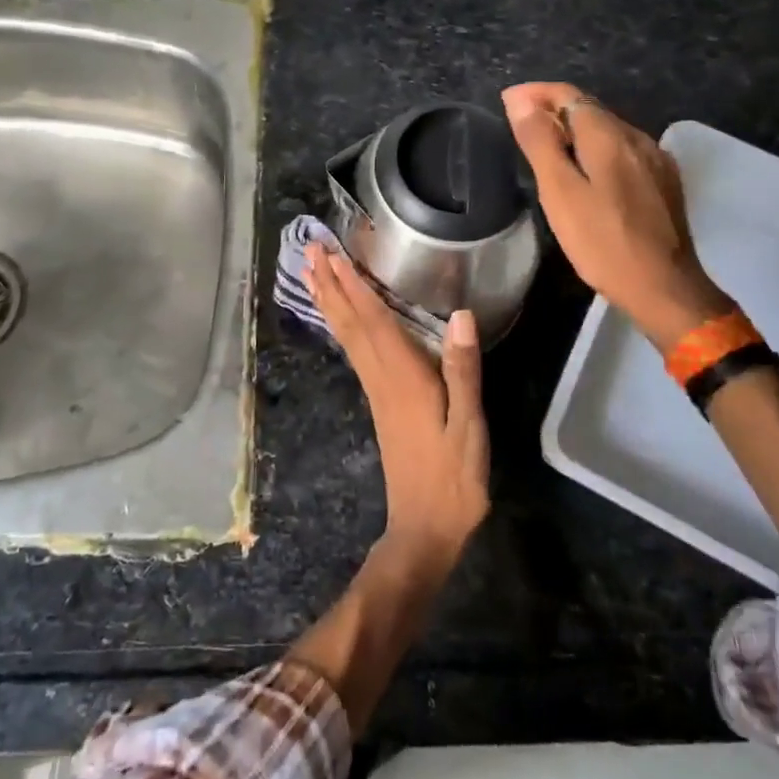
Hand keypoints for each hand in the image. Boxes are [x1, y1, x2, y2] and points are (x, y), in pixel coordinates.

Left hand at [304, 243, 489, 571]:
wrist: (425, 528)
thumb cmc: (453, 478)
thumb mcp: (469, 426)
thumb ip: (463, 371)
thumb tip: (460, 315)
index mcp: (403, 377)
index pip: (373, 320)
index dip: (353, 285)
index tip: (332, 254)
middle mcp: (381, 378)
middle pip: (350, 323)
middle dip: (329, 285)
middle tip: (309, 250)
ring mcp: (376, 391)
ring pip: (346, 336)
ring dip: (329, 302)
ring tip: (312, 273)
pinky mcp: (379, 402)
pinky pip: (353, 351)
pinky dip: (342, 326)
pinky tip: (340, 319)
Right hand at [502, 82, 732, 350]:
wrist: (664, 287)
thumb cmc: (603, 242)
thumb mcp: (560, 193)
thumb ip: (541, 143)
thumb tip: (520, 101)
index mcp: (609, 137)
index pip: (569, 95)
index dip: (536, 93)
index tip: (507, 100)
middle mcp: (637, 138)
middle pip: (590, 109)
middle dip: (554, 107)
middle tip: (520, 121)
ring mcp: (655, 160)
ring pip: (608, 130)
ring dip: (575, 128)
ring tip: (547, 144)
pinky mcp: (663, 182)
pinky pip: (622, 151)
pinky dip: (596, 148)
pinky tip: (586, 168)